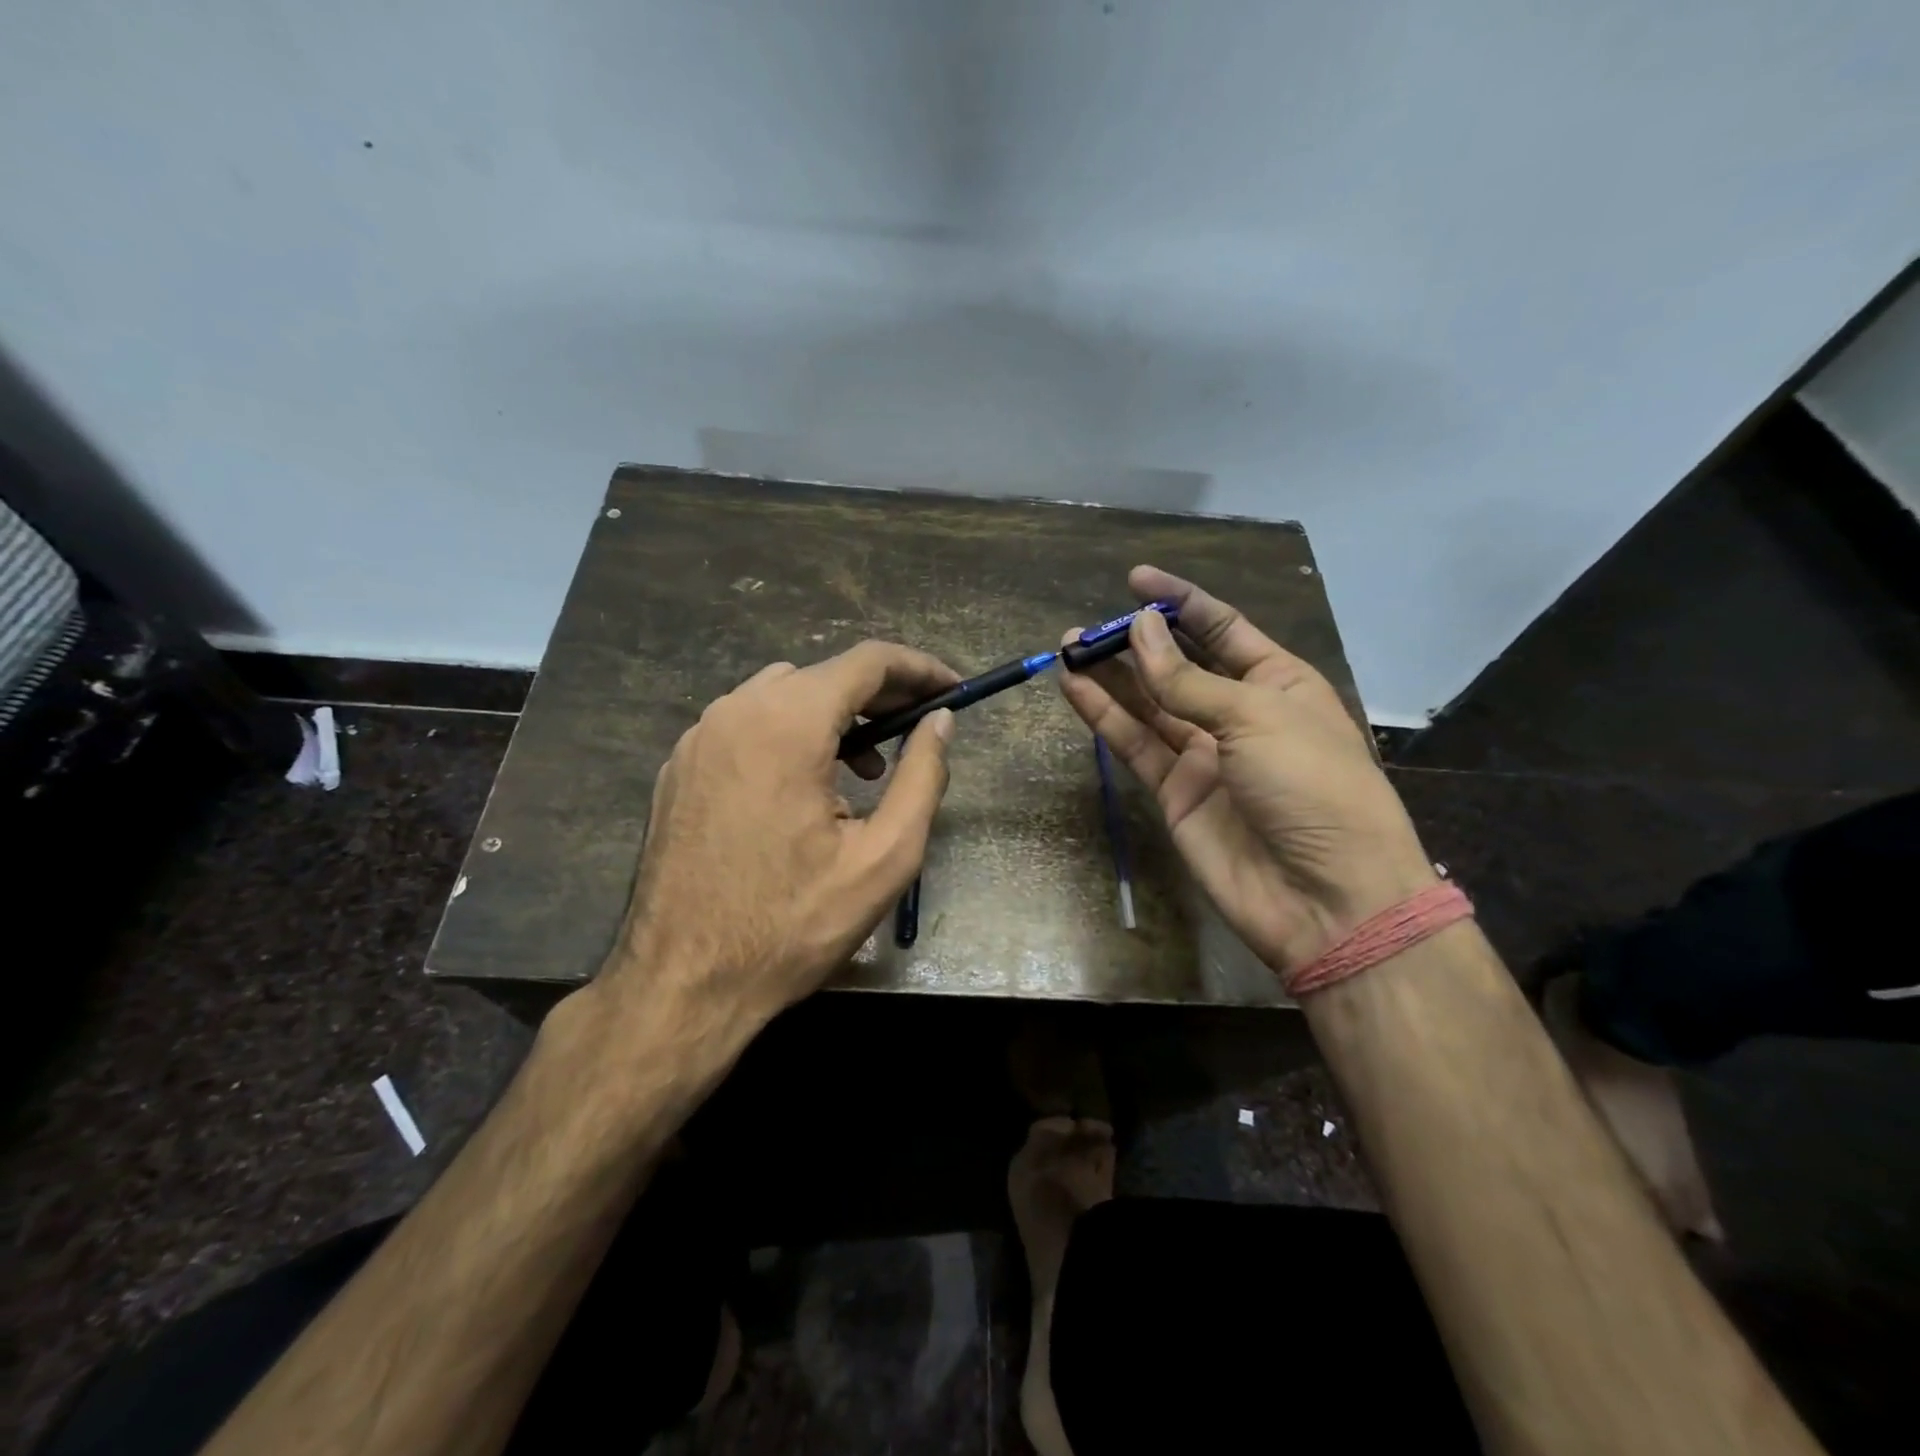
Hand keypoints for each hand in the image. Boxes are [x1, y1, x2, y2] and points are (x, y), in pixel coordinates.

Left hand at [596, 641, 958, 1038]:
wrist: (682, 985)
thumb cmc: (792, 926)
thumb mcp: (884, 858)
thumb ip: (922, 777)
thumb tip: (940, 721)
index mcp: (787, 725)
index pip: (866, 661)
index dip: (919, 668)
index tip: (951, 689)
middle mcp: (735, 712)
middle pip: (823, 675)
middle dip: (879, 695)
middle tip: (917, 732)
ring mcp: (698, 738)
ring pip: (782, 695)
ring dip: (833, 716)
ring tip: (863, 771)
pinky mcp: (679, 767)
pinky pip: (746, 725)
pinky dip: (789, 735)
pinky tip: (803, 789)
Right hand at [1059, 566, 1435, 973]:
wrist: (1325, 898)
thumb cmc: (1312, 787)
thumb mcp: (1255, 718)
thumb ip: (1188, 679)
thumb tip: (1141, 628)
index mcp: (1278, 683)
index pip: (1222, 628)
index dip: (1180, 601)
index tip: (1135, 579)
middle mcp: (1238, 713)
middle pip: (1177, 665)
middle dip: (1135, 642)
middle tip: (1086, 627)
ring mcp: (1204, 754)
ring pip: (1148, 704)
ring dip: (1110, 676)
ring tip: (1068, 648)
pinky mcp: (1175, 791)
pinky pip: (1136, 744)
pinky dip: (1105, 717)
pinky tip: (1076, 688)